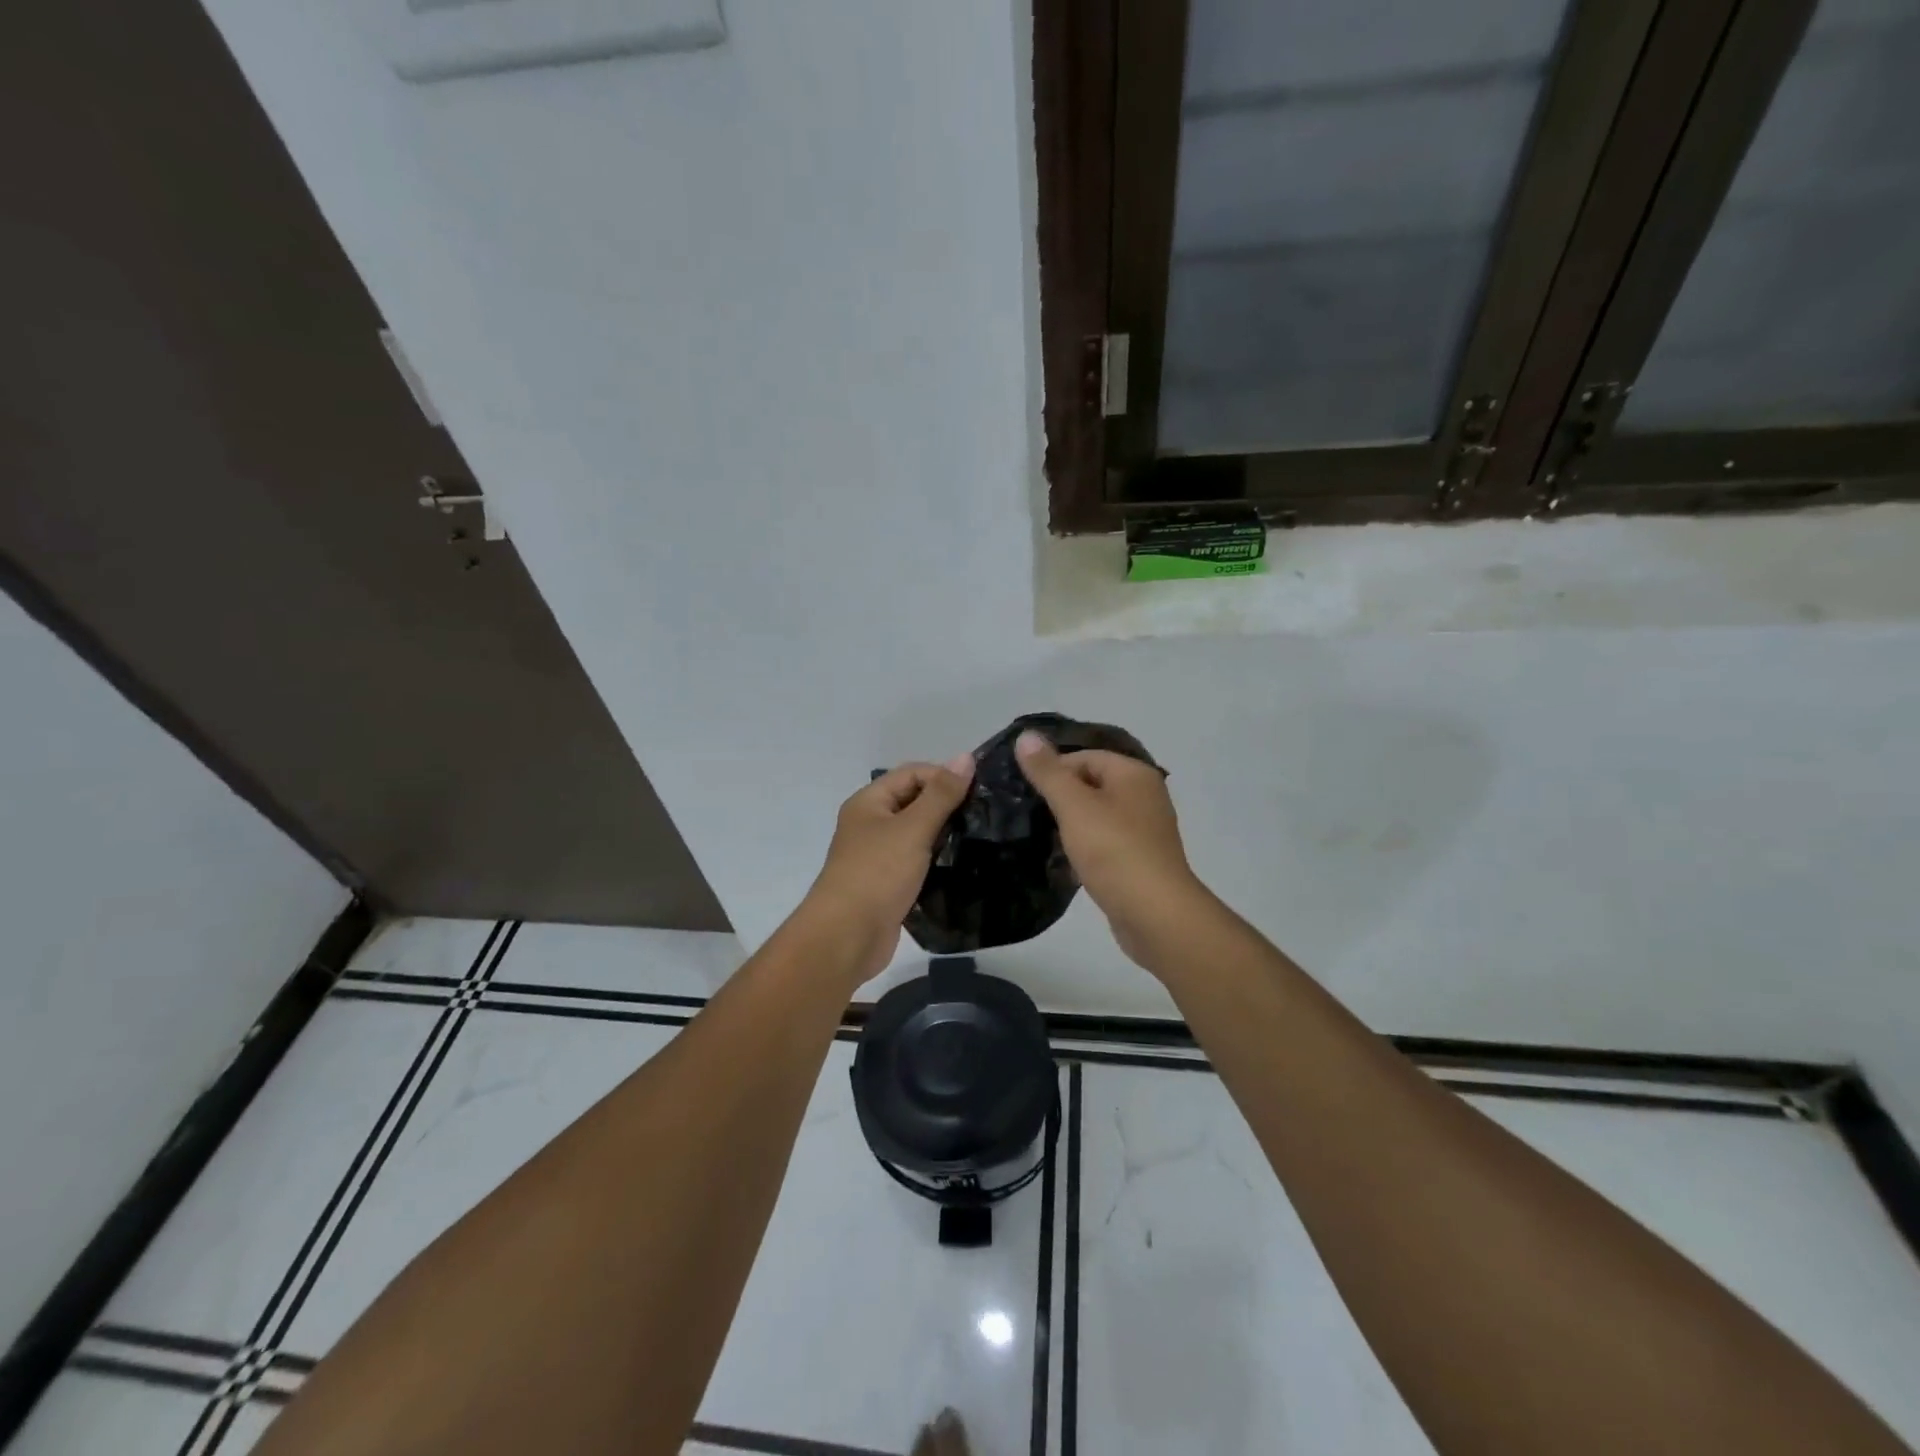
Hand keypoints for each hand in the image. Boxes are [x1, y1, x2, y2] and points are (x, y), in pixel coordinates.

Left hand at [801, 756, 974, 980]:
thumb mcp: (913, 828)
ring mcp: (878, 855)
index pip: (912, 773)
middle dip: (946, 805)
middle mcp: (871, 824)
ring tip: (979, 837)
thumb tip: (966, 757)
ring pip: (918, 833)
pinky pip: (917, 861)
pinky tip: (962, 863)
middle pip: (914, 801)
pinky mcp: (889, 883)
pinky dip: (937, 859)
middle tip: (984, 814)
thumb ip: (941, 794)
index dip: (943, 776)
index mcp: (869, 802)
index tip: (978, 792)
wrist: (847, 937)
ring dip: (944, 833)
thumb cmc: (877, 874)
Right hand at [1014, 731, 1204, 966]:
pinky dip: (1086, 849)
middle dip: (1060, 798)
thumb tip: (1026, 734)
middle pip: (1092, 784)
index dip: (1053, 770)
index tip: (1026, 793)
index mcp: (1134, 774)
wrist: (1155, 914)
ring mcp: (1145, 830)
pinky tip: (1066, 863)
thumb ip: (1048, 772)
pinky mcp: (1140, 861)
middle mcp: (1145, 796)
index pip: (1085, 757)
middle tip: (1029, 815)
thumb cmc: (1114, 851)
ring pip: (1097, 816)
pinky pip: (1106, 844)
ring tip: (1042, 838)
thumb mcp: (1074, 806)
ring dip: (1071, 825)